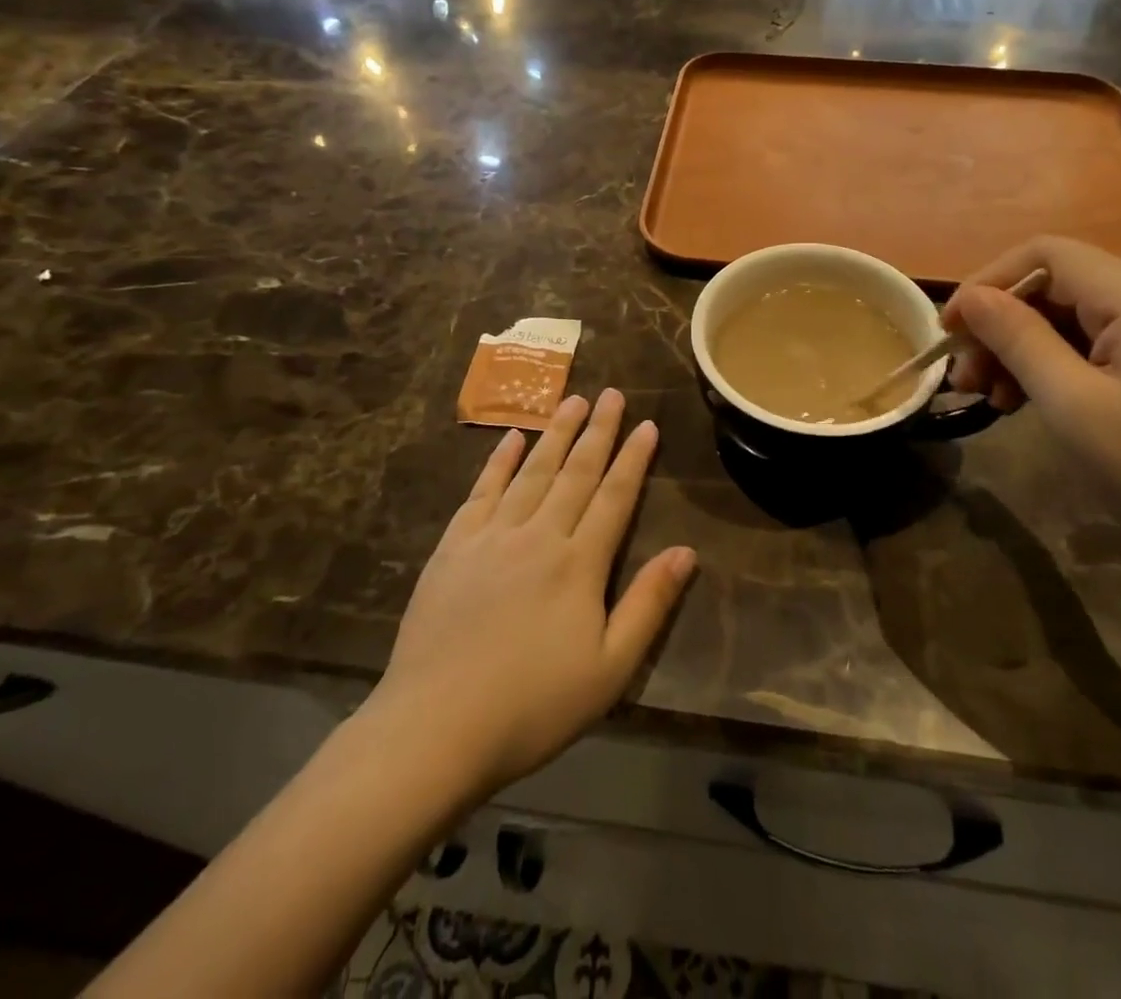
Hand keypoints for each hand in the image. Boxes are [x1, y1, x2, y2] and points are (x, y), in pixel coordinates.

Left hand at [361, 391, 695, 801]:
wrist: (435, 728)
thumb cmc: (532, 706)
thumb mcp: (609, 670)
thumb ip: (648, 605)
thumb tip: (686, 551)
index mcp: (579, 564)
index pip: (614, 497)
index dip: (633, 459)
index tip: (647, 424)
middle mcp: (539, 536)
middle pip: (575, 472)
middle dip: (598, 431)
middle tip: (612, 393)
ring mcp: (492, 536)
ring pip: (532, 472)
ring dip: (555, 434)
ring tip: (572, 400)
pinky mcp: (454, 547)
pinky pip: (482, 491)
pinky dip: (499, 462)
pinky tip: (511, 439)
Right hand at [942, 237, 1120, 589]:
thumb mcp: (1073, 405)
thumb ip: (1016, 338)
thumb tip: (969, 297)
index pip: (1046, 255)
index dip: (987, 283)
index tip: (948, 330)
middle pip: (1060, 285)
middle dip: (1004, 324)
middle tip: (966, 378)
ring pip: (1079, 315)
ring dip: (1027, 348)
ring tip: (992, 397)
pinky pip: (1106, 340)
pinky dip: (1062, 363)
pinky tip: (1033, 399)